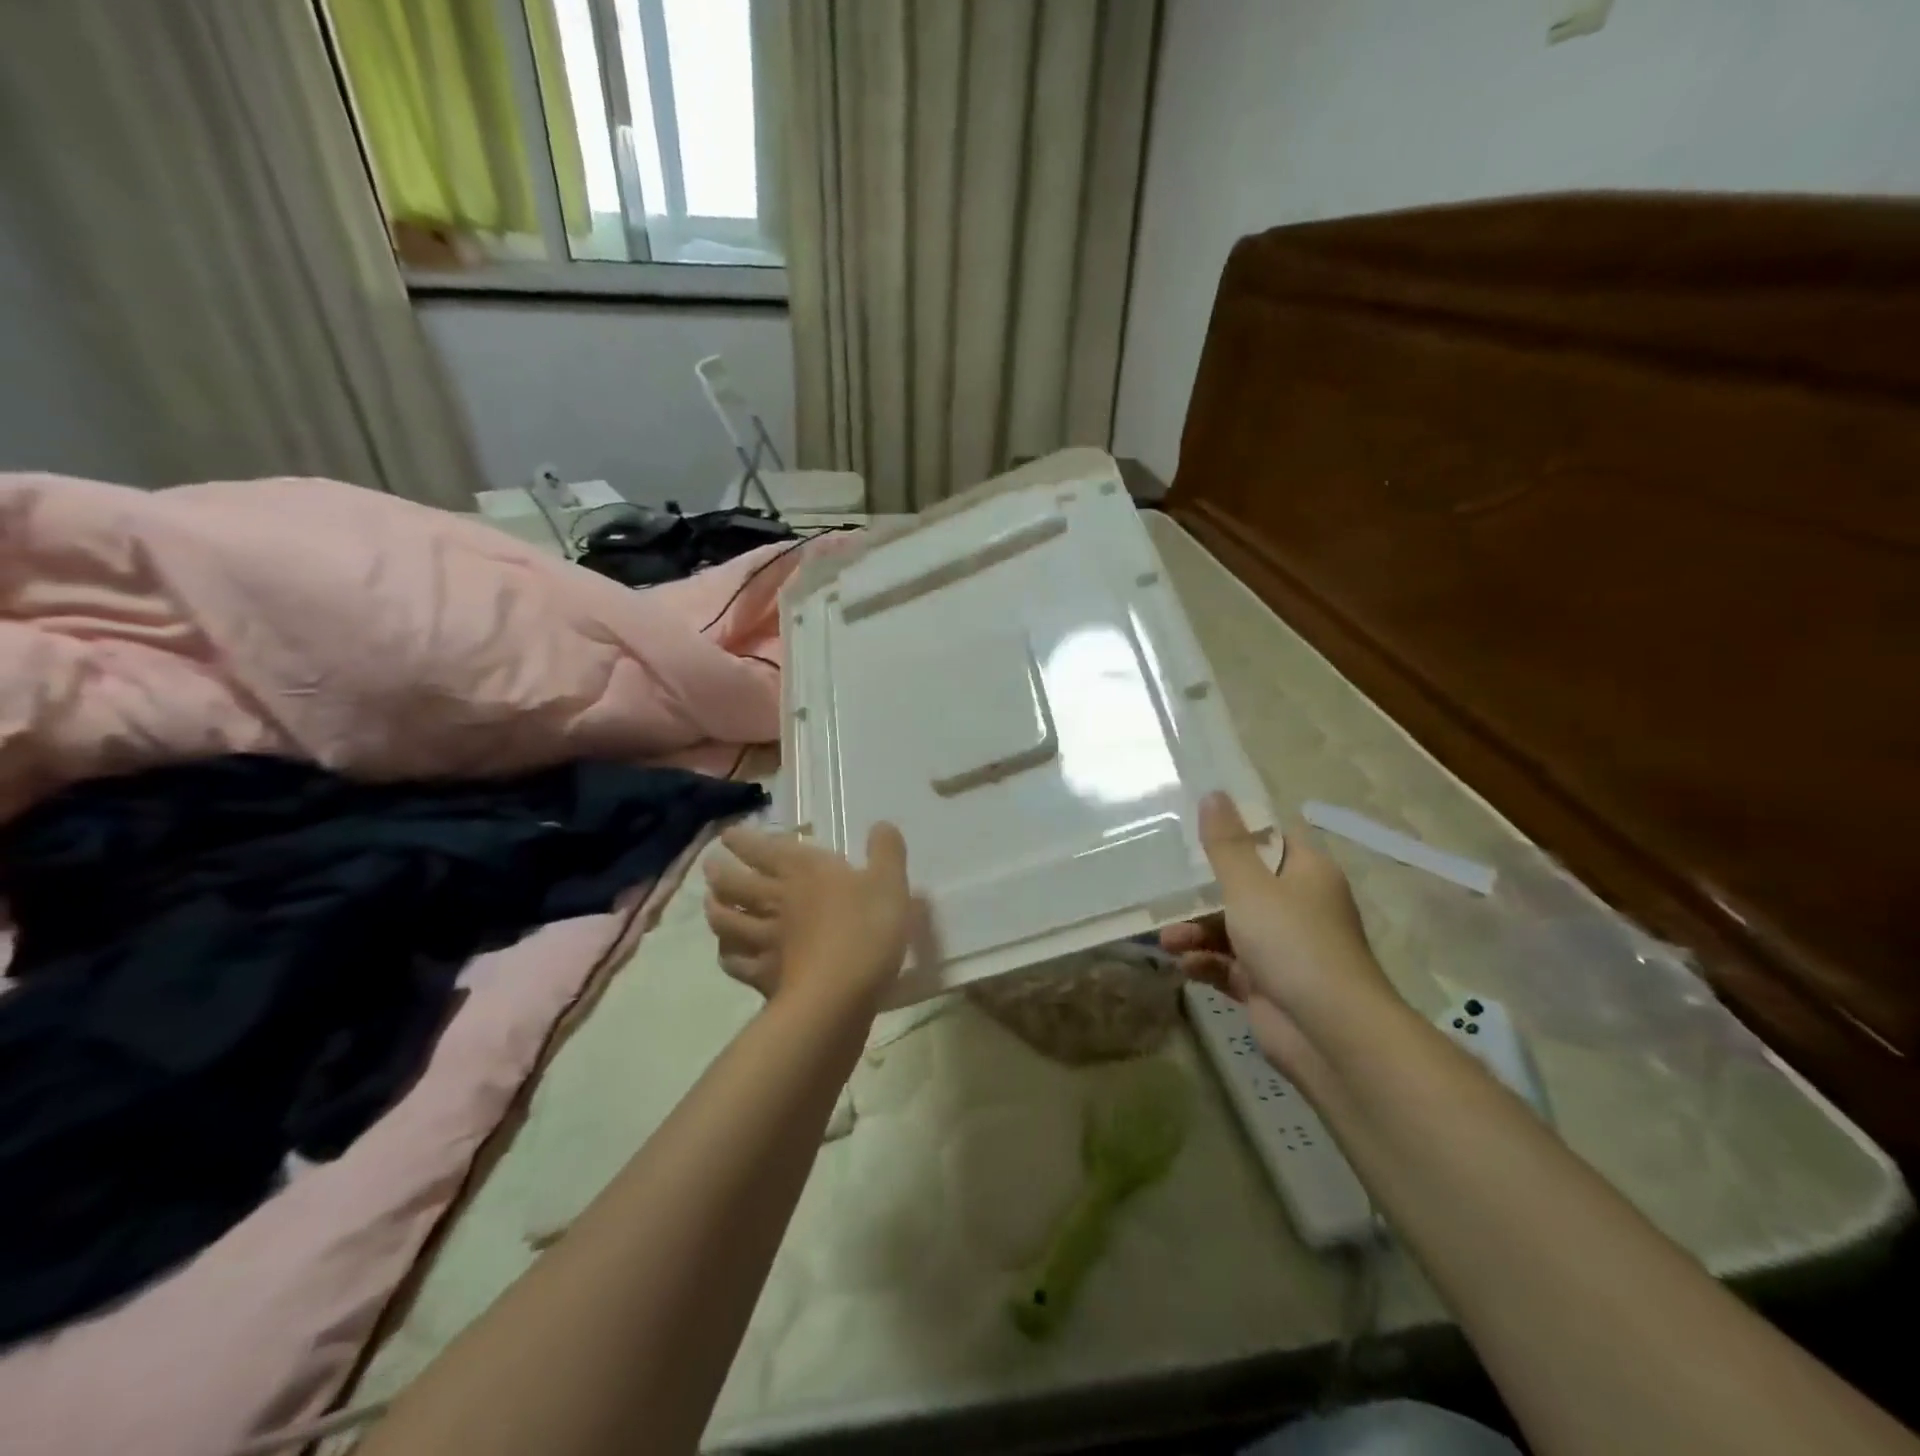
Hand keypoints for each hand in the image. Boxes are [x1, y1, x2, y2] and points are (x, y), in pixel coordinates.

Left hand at [704, 822, 912, 1010]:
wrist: (839, 993)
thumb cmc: (867, 929)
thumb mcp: (890, 883)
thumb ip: (886, 851)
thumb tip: (880, 825)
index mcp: (805, 871)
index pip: (765, 850)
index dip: (744, 841)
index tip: (727, 835)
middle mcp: (777, 900)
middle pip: (737, 883)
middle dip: (720, 871)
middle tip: (710, 865)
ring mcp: (765, 939)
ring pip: (727, 920)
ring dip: (715, 909)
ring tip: (710, 903)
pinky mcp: (763, 975)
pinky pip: (735, 961)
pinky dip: (727, 954)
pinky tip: (726, 953)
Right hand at [1162, 793, 1395, 1070]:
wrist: (1329, 1033)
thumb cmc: (1292, 942)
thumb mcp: (1249, 886)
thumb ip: (1225, 843)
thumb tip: (1213, 793)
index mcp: (1306, 873)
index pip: (1270, 840)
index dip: (1235, 833)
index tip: (1195, 831)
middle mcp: (1299, 906)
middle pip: (1243, 886)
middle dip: (1202, 893)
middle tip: (1166, 890)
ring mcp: (1284, 948)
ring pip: (1231, 928)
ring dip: (1196, 932)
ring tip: (1168, 941)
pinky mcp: (1269, 984)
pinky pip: (1230, 964)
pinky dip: (1207, 963)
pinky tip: (1185, 966)